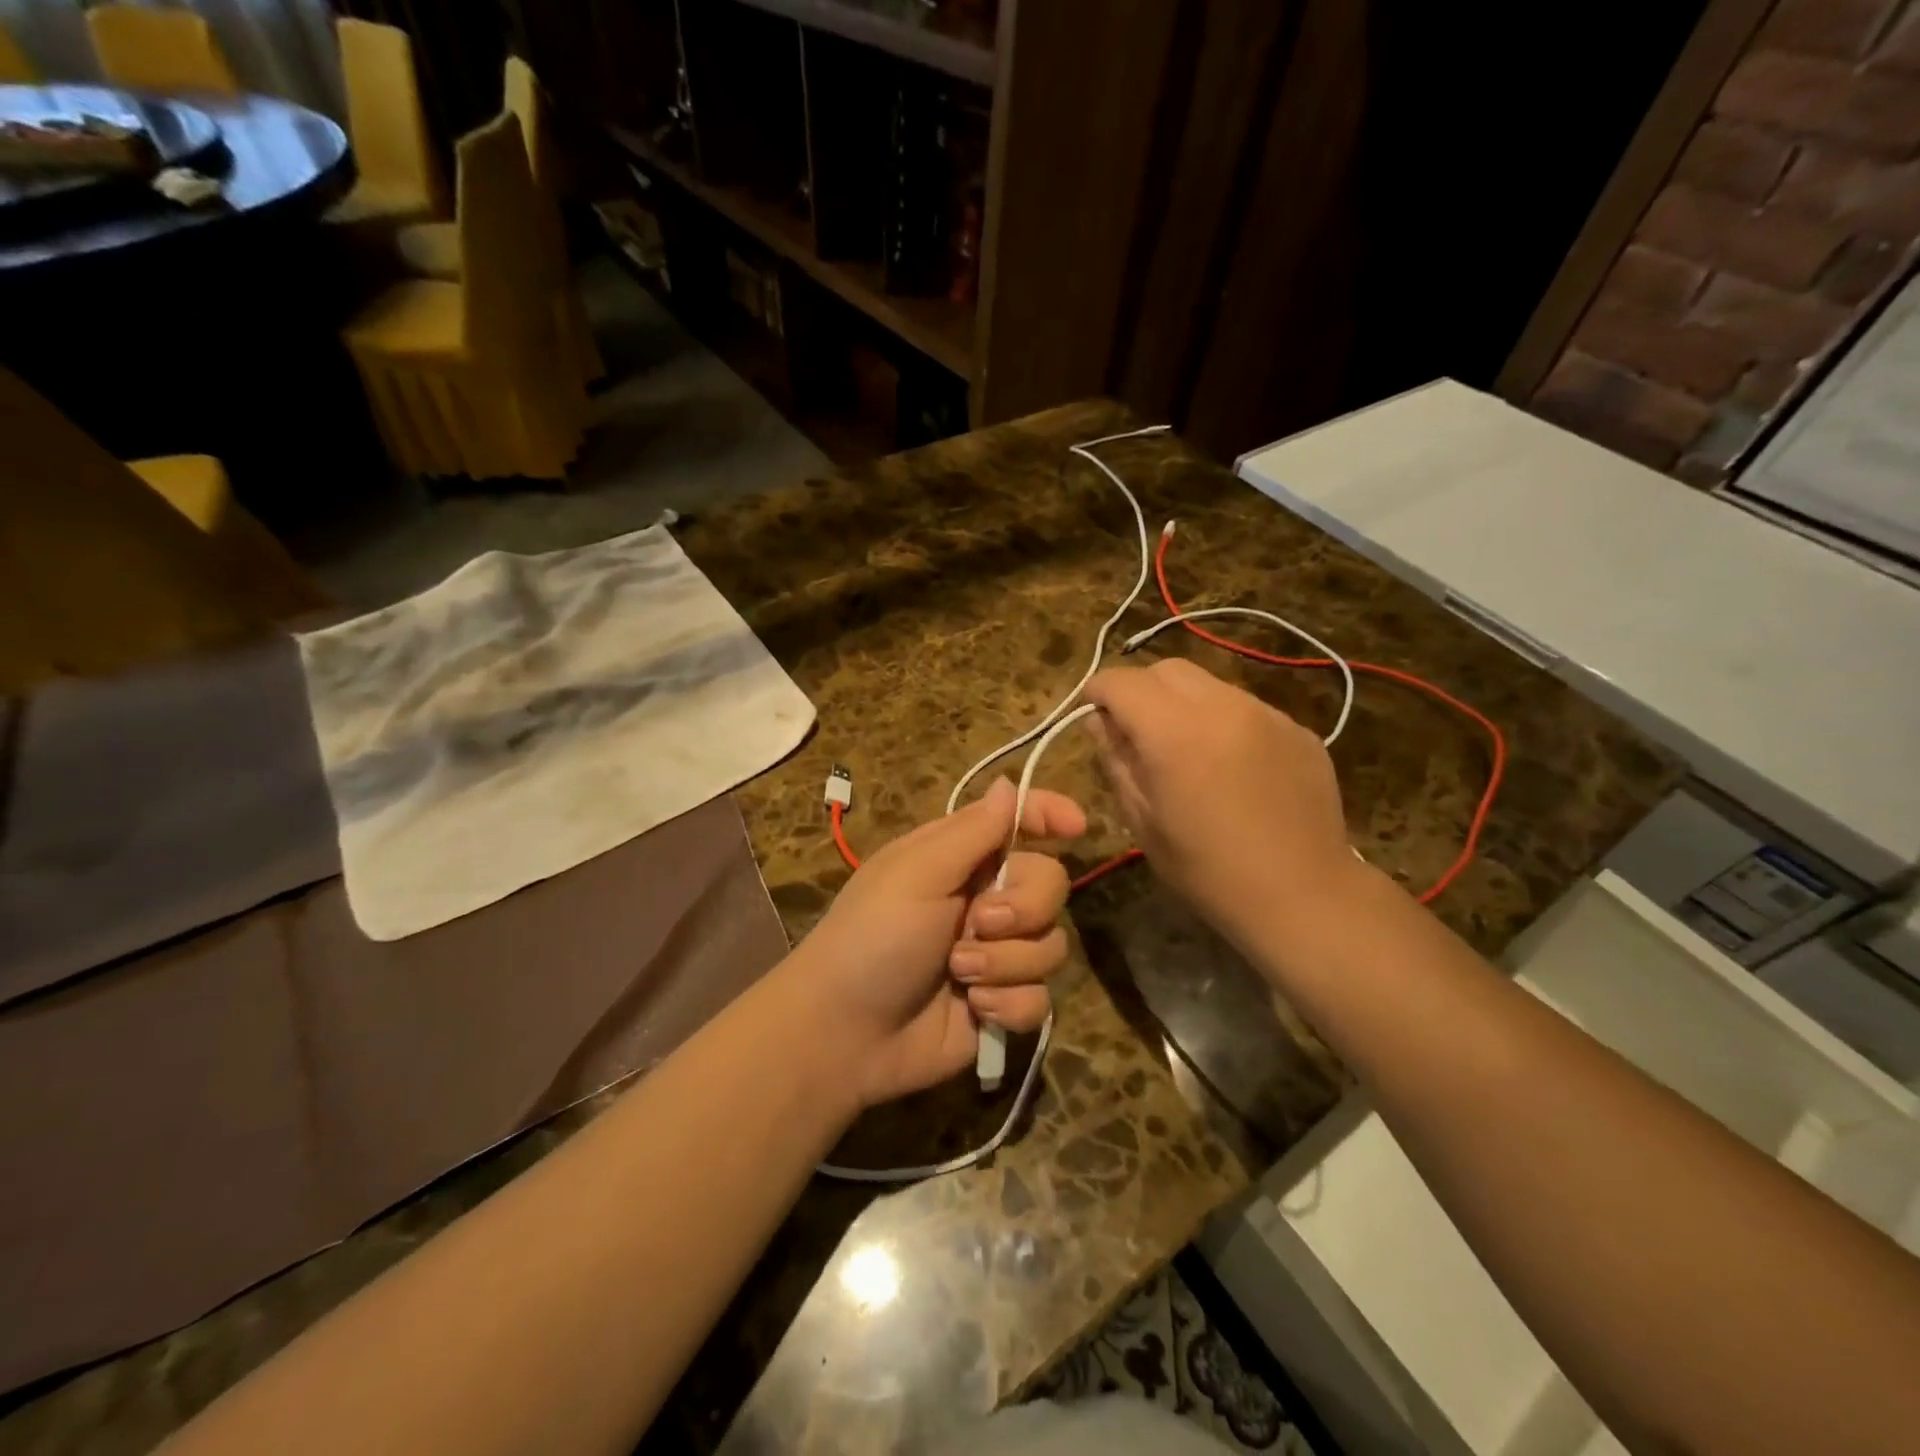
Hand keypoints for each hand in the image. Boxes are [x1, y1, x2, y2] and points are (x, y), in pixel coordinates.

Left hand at [792, 777, 1086, 1109]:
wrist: (845, 1034)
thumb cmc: (872, 938)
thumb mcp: (917, 873)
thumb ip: (973, 831)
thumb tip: (1010, 784)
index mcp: (960, 858)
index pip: (1016, 823)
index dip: (1049, 816)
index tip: (1077, 826)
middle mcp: (984, 899)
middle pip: (1050, 885)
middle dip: (1023, 907)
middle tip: (978, 923)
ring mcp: (996, 954)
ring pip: (1051, 945)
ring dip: (1006, 962)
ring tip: (959, 974)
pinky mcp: (1002, 1002)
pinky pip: (1041, 997)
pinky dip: (1009, 1003)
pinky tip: (974, 1009)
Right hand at [1084, 658, 1357, 947]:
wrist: (1304, 896)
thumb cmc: (1207, 871)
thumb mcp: (1142, 821)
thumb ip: (1116, 760)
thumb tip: (1099, 722)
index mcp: (1176, 733)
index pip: (1122, 682)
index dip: (1097, 691)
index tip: (1091, 714)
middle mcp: (1223, 707)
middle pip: (1167, 669)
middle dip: (1140, 690)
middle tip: (1134, 731)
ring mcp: (1268, 714)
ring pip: (1209, 685)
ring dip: (1183, 704)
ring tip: (1185, 749)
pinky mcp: (1298, 729)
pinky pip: (1245, 708)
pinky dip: (1222, 722)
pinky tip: (1230, 767)